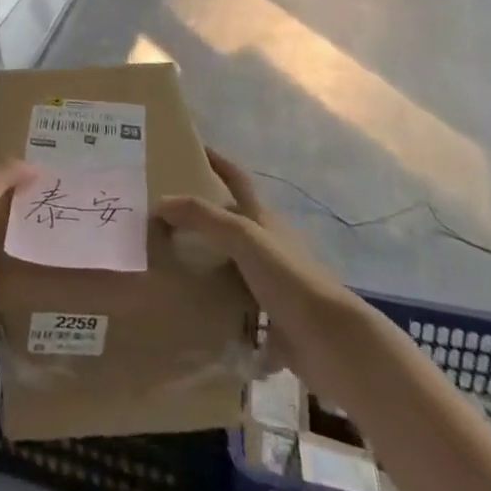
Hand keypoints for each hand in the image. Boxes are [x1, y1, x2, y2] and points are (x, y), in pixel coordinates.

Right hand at [155, 148, 347, 383]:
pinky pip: (236, 309)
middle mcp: (267, 246)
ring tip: (167, 262)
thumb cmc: (288, 276)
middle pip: (231, 221)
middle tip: (164, 213)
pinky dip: (216, 307)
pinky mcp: (271, 320)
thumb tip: (159, 203)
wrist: (331, 342)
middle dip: (203, 215)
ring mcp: (270, 284)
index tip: (193, 148)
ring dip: (205, 263)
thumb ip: (202, 217)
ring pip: (231, 265)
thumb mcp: (243, 236)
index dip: (217, 161)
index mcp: (263, 219)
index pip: (237, 179)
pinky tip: (191, 312)